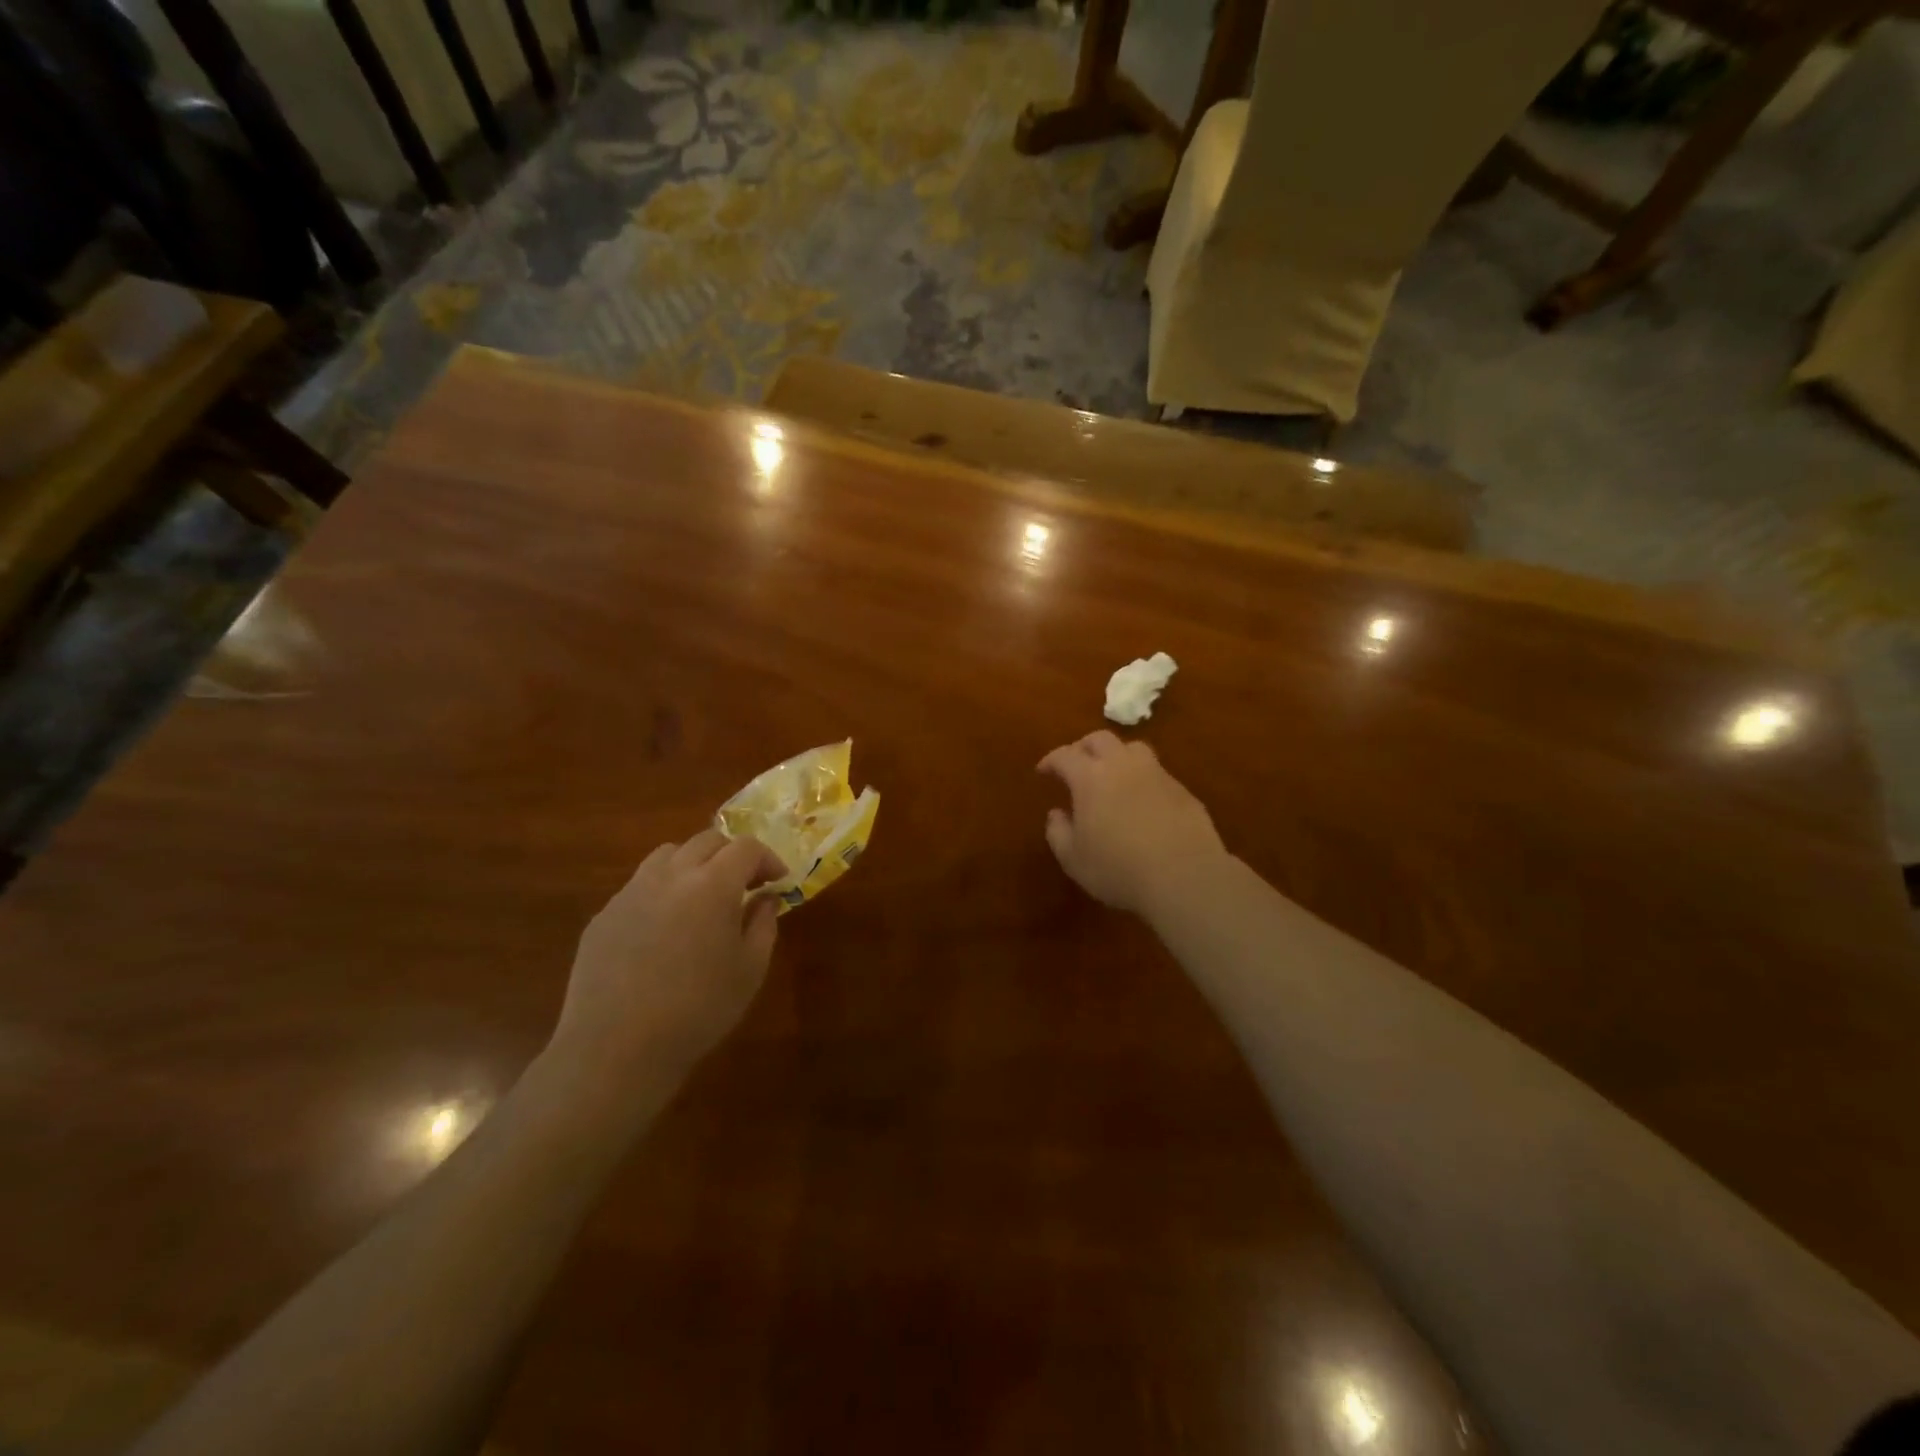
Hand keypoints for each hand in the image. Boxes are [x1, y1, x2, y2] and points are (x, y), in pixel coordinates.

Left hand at [551, 831, 787, 1097]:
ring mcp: (631, 892)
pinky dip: (662, 891)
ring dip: (694, 864)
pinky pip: (640, 885)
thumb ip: (763, 924)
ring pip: (668, 855)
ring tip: (702, 897)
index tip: (777, 881)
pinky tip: (665, 929)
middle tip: (745, 885)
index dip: (767, 859)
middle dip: (732, 855)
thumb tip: (764, 899)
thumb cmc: (698, 1010)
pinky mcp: (604, 915)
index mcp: (713, 884)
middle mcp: (671, 876)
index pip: (746, 847)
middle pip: (707, 840)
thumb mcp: (750, 970)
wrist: (617, 1049)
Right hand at [1038, 731, 1227, 916]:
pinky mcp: (1183, 791)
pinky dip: (1143, 780)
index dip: (1051, 760)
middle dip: (1083, 747)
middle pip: (1100, 739)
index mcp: (1090, 778)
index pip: (1065, 755)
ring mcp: (1157, 775)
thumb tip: (1057, 814)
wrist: (1184, 877)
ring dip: (1117, 756)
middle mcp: (1123, 766)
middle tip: (1076, 765)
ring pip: (1134, 749)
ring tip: (1112, 776)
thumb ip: (1058, 832)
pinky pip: (1157, 774)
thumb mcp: (1073, 859)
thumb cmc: (1118, 869)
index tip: (1043, 771)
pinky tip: (1142, 803)